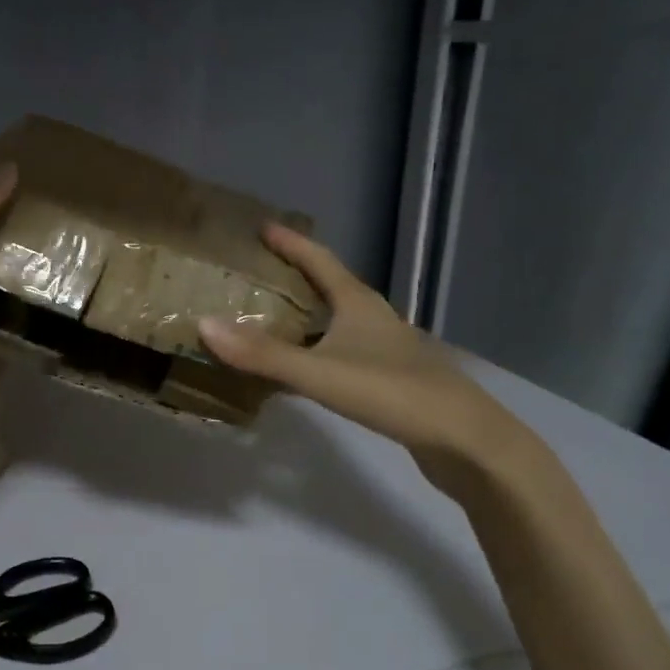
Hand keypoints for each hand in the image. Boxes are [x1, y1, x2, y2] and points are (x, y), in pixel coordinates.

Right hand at [198, 224, 529, 477]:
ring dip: (305, 314)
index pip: (320, 260)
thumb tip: (203, 324)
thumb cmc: (394, 394)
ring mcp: (384, 349)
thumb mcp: (321, 373)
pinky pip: (341, 351)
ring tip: (269, 315)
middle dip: (294, 275)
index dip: (290, 243)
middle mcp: (373, 319)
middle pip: (330, 286)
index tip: (262, 226)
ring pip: (337, 320)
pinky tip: (300, 367)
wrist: (465, 442)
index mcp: (358, 304)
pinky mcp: (389, 379)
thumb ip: (264, 354)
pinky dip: (315, 349)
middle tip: (256, 271)